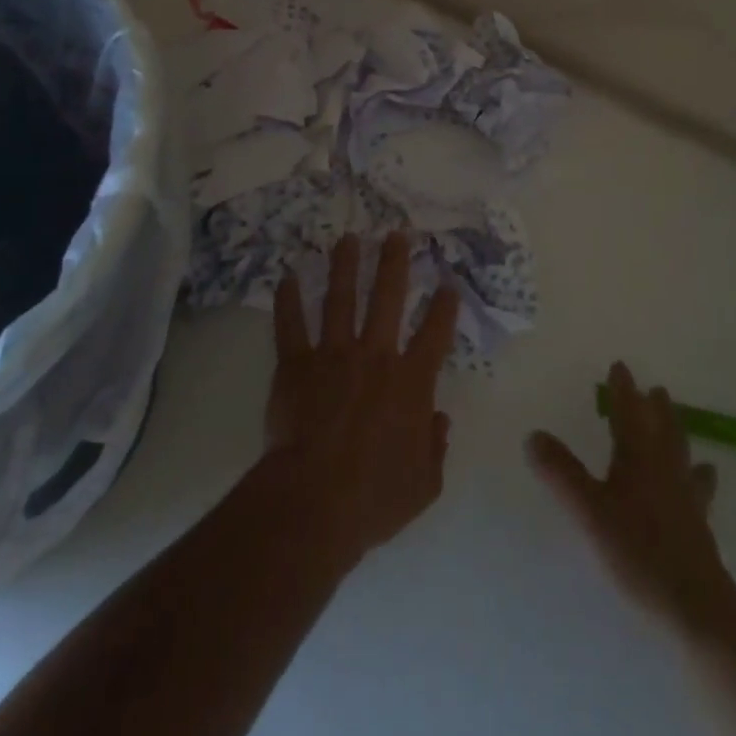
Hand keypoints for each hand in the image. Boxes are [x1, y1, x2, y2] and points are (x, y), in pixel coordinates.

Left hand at [265, 234, 459, 564]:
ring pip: (340, 299)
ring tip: (348, 238)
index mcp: (409, 382)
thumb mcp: (423, 485)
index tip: (448, 284)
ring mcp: (332, 355)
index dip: (444, 307)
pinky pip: (291, 325)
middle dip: (393, 262)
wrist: (314, 501)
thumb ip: (435, 448)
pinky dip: (288, 300)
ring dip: (344, 266)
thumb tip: (439, 420)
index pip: (434, 334)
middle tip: (396, 234)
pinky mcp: (296, 364)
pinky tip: (287, 276)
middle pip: (387, 298)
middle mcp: (374, 356)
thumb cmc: (374, 498)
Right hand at [528, 361, 729, 629]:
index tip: (620, 366)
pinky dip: (697, 474)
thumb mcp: (589, 511)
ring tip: (679, 423)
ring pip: (681, 454)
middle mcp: (665, 469)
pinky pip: (697, 487)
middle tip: (656, 390)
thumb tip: (533, 434)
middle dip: (655, 407)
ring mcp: (686, 498)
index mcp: (638, 458)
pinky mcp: (698, 526)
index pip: (628, 413)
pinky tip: (705, 477)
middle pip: (662, 429)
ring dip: (677, 434)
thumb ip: (561, 473)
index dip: (623, 390)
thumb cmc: (638, 551)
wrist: (696, 608)